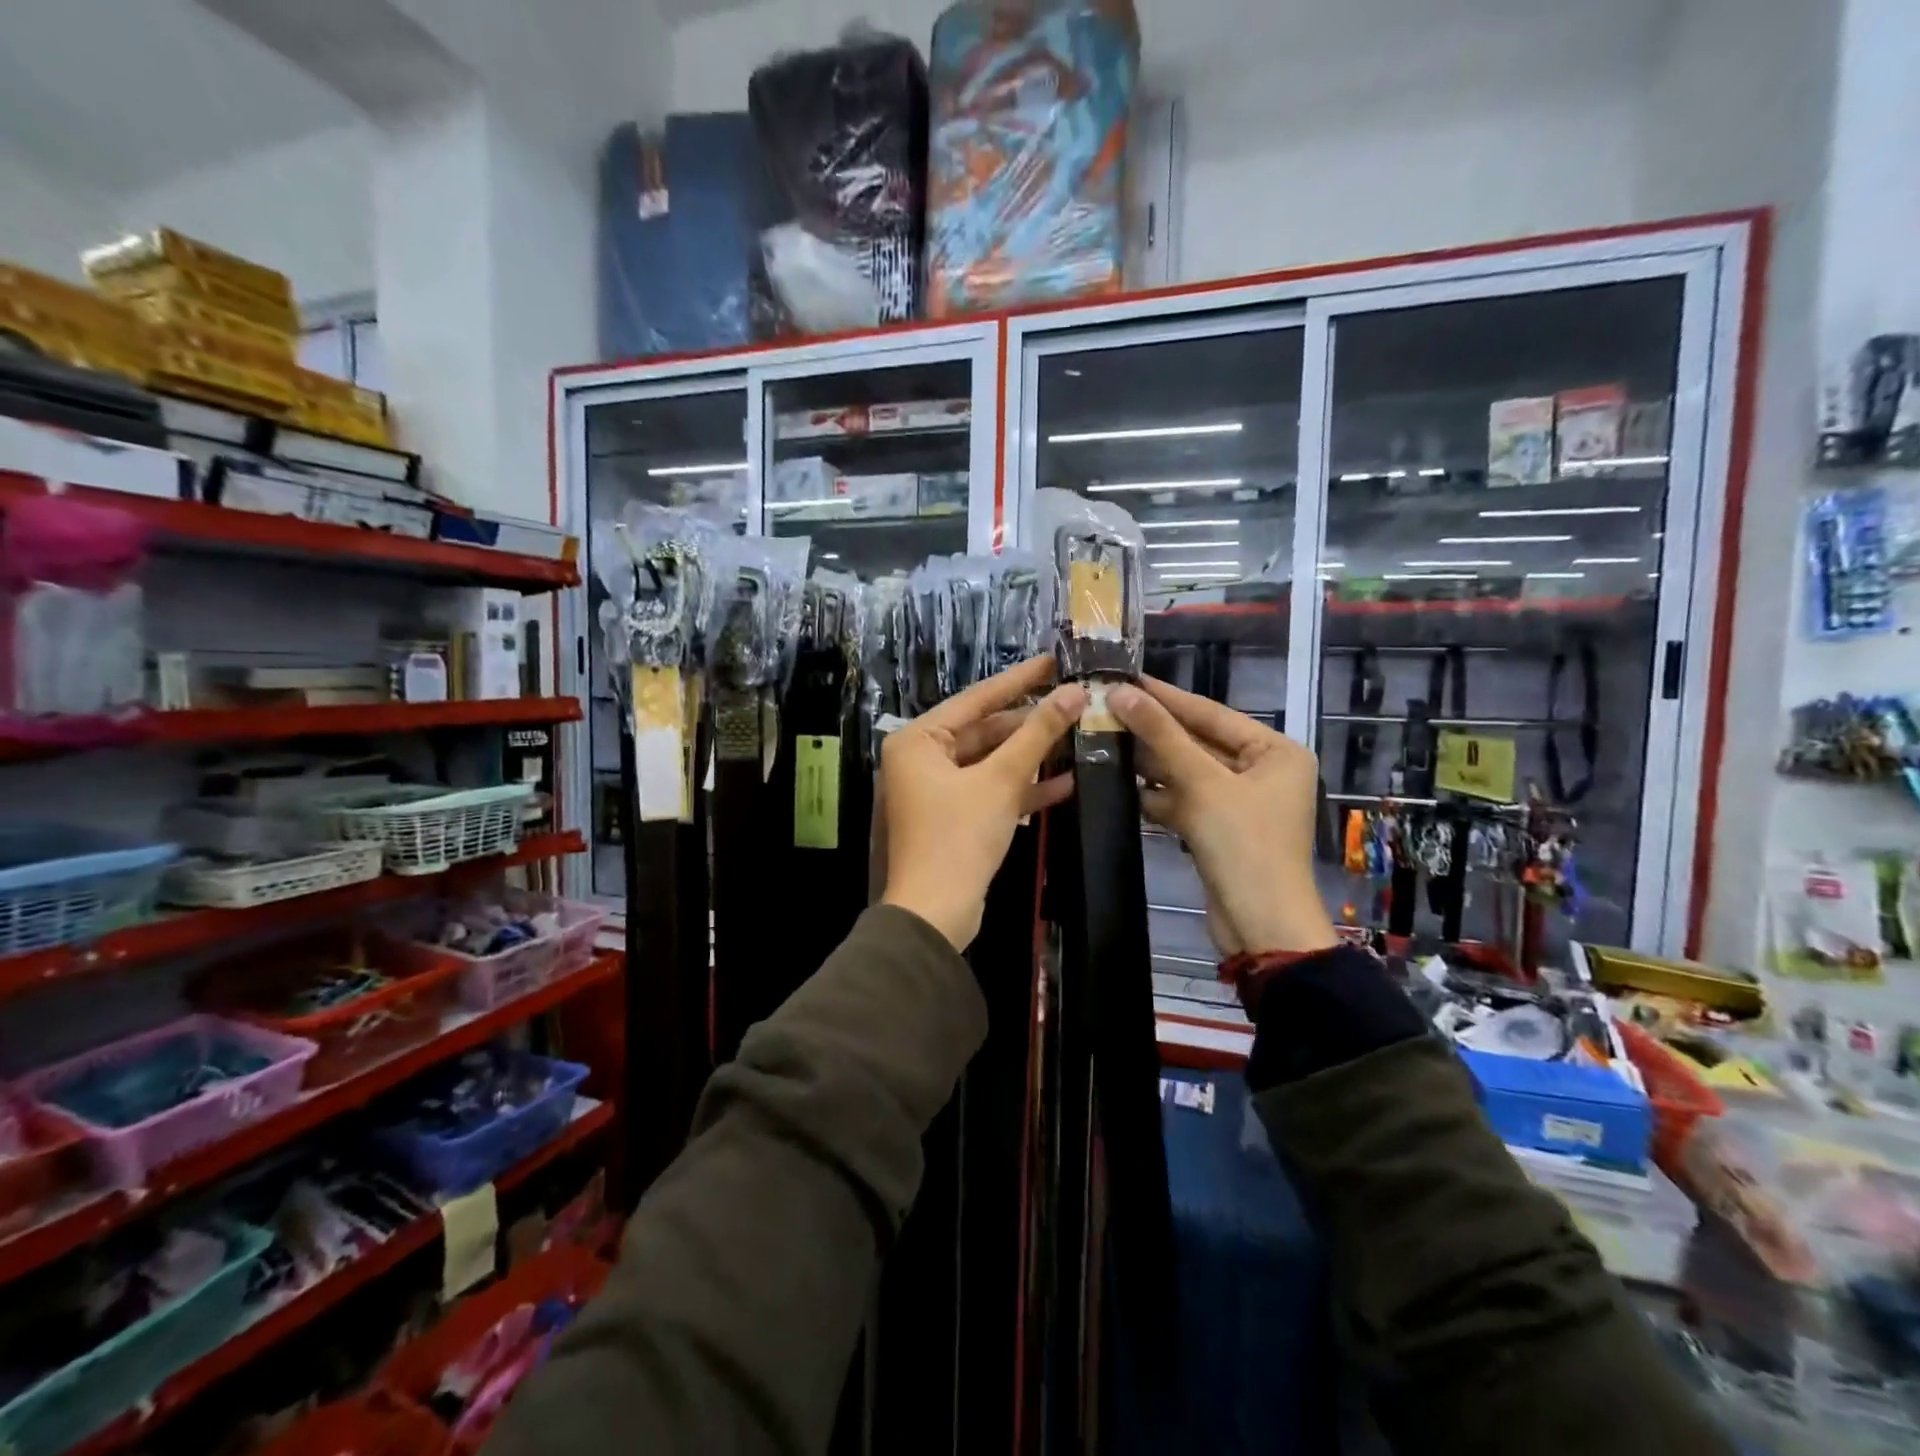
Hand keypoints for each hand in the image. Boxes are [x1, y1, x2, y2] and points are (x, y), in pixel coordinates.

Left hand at [880, 656, 1084, 948]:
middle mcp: (922, 758)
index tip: (1055, 661)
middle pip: (985, 730)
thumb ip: (1037, 734)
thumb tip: (1075, 692)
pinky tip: (1065, 781)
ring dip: (1031, 755)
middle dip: (1030, 723)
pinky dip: (1022, 788)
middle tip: (1074, 703)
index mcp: (919, 740)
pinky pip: (990, 790)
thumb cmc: (959, 837)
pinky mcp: (954, 817)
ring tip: (1077, 735)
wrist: (936, 913)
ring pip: (991, 761)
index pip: (976, 698)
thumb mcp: (1001, 780)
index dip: (1020, 679)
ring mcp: (937, 789)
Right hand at [1108, 678, 1336, 956]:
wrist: (1260, 925)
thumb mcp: (1202, 783)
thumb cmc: (1243, 844)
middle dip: (1154, 732)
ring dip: (1151, 764)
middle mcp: (1263, 772)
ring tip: (1104, 740)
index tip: (1126, 679)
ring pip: (1188, 773)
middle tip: (1107, 709)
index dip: (1166, 697)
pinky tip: (1121, 784)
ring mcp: (1241, 803)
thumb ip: (1162, 736)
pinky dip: (1158, 796)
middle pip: (1199, 742)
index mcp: (1276, 752)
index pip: (1212, 713)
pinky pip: (1185, 801)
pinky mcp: (1220, 830)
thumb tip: (1121, 693)